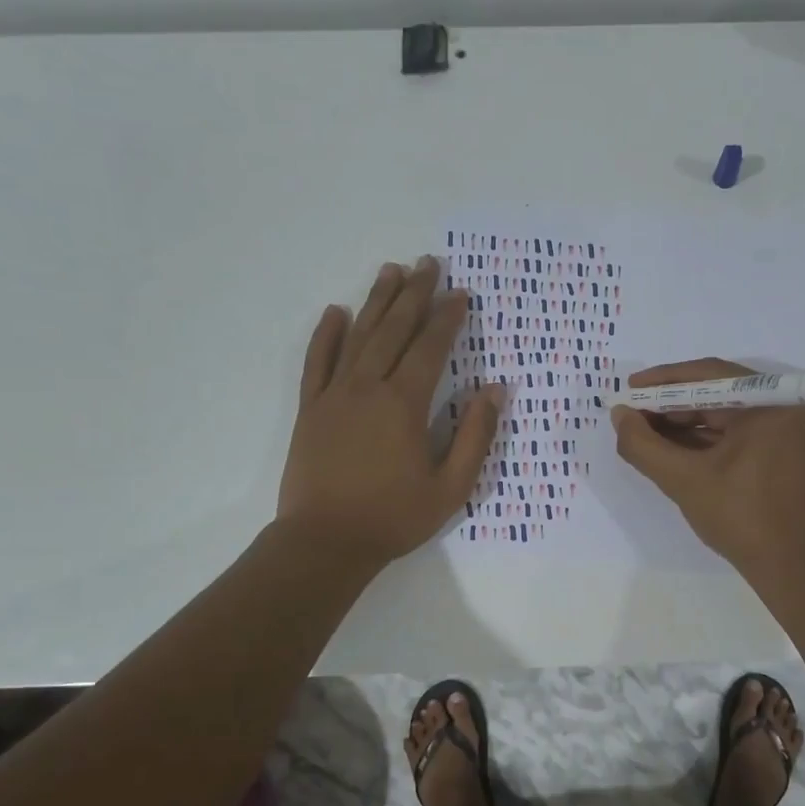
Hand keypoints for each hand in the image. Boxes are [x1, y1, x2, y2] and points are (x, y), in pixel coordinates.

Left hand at [276, 257, 501, 565]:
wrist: (325, 542)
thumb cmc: (394, 517)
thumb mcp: (451, 486)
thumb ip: (475, 436)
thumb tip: (494, 390)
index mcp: (404, 404)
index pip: (430, 348)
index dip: (448, 319)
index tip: (462, 294)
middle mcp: (368, 387)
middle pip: (394, 330)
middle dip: (414, 294)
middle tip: (428, 263)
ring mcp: (334, 395)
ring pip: (358, 336)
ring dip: (376, 301)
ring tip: (391, 270)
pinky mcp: (310, 409)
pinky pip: (317, 361)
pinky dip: (326, 334)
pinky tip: (335, 312)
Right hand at [610, 358, 804, 576]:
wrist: (793, 567)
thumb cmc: (742, 517)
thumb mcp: (684, 480)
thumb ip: (644, 445)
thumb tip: (618, 415)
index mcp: (771, 401)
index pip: (707, 375)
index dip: (662, 382)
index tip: (628, 388)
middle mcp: (783, 406)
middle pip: (715, 392)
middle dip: (669, 405)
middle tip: (631, 415)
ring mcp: (785, 428)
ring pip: (723, 414)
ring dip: (682, 424)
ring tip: (642, 433)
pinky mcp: (780, 450)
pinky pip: (734, 433)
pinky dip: (702, 440)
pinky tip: (668, 448)